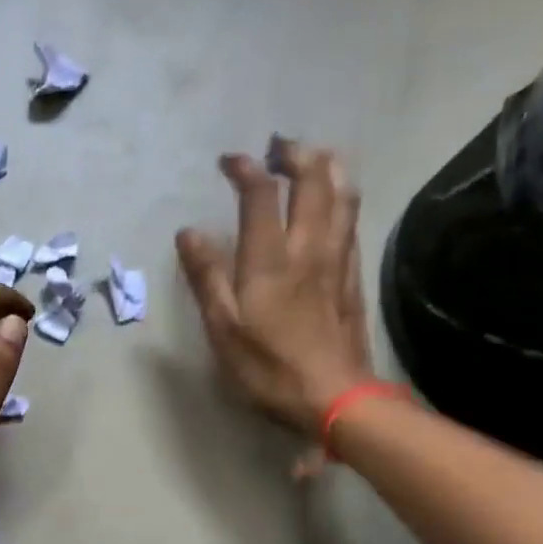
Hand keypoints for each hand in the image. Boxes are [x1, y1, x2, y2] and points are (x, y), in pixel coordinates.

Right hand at [176, 139, 375, 453]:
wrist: (335, 397)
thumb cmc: (269, 368)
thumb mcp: (223, 328)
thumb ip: (207, 277)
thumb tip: (189, 233)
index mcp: (270, 259)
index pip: (261, 195)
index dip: (245, 169)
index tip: (228, 161)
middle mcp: (308, 248)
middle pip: (313, 182)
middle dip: (296, 155)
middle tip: (278, 146)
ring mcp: (337, 261)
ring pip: (342, 197)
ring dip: (328, 167)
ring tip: (315, 156)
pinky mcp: (353, 278)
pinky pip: (351, 224)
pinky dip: (343, 200)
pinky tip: (337, 203)